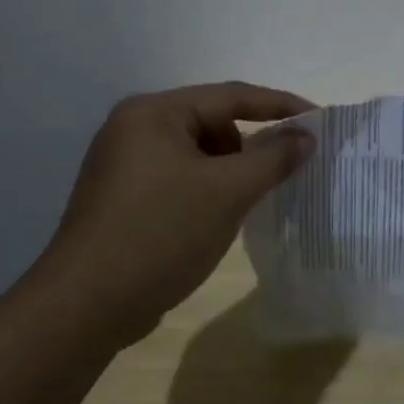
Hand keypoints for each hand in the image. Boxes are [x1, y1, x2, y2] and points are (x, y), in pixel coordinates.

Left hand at [40, 82, 316, 332]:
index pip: (231, 96)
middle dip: (250, 146)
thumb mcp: (228, 191)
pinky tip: (218, 219)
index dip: (280, 105)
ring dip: (230, 172)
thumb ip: (274, 157)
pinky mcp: (123, 199)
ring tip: (247, 203)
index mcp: (153, 113)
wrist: (84, 307)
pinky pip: (180, 179)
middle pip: (212, 123)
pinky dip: (207, 190)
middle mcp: (134, 129)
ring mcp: (123, 165)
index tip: (319, 118)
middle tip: (281, 172)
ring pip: (198, 155)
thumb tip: (307, 135)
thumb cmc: (161, 234)